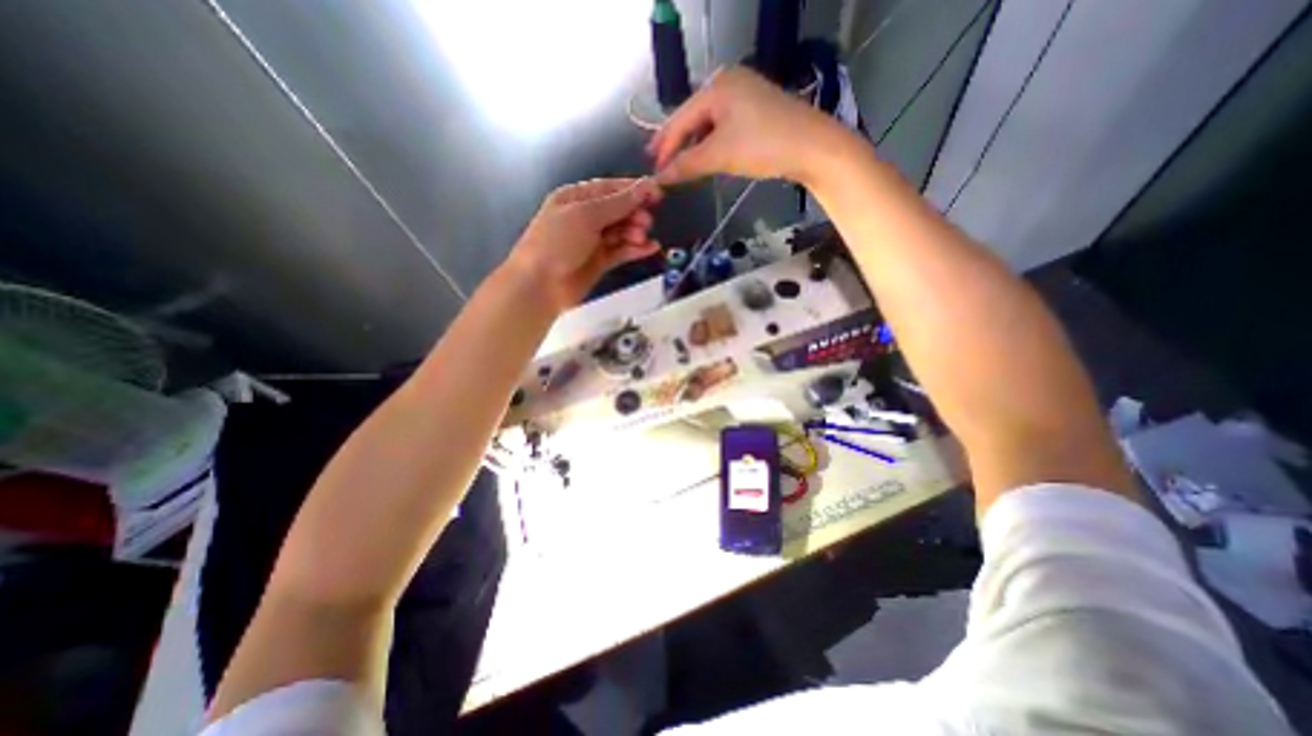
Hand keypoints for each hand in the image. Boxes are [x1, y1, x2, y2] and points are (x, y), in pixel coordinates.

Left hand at [506, 180, 660, 314]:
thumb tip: (645, 186)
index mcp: (576, 198)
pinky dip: (636, 249)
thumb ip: (617, 203)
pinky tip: (651, 248)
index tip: (657, 193)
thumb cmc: (557, 242)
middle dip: (634, 213)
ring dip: (635, 231)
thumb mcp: (585, 215)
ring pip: (621, 231)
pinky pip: (622, 251)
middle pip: (618, 210)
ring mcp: (593, 241)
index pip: (609, 188)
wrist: (540, 285)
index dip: (633, 189)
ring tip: (642, 237)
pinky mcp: (600, 262)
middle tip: (646, 222)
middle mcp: (585, 217)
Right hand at [645, 67, 840, 187]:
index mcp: (717, 86)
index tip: (653, 170)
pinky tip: (707, 157)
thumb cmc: (763, 146)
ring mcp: (745, 94)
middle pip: (693, 118)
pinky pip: (724, 127)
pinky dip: (712, 144)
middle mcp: (729, 83)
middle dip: (677, 145)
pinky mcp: (757, 110)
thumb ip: (686, 165)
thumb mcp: (719, 155)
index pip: (680, 118)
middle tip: (662, 167)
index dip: (664, 146)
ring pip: (709, 124)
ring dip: (694, 147)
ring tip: (681, 166)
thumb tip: (659, 178)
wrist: (813, 148)